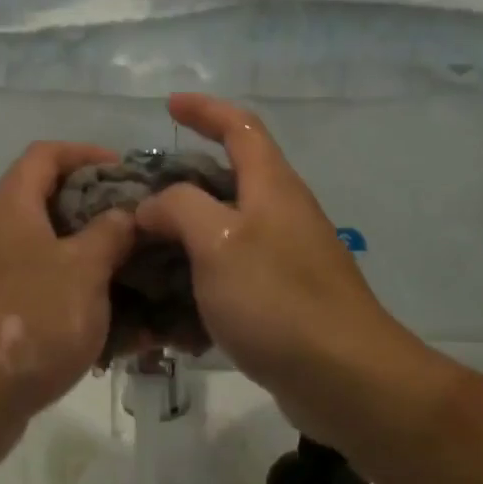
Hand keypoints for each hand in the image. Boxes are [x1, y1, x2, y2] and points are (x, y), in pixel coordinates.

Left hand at [0, 142, 135, 469]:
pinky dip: (71, 303)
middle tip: (138, 232)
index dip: (87, 154)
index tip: (126, 173)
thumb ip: (111, 233)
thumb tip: (124, 213)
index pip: (46, 154)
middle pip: (46, 205)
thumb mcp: (84, 270)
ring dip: (89, 266)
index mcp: (9, 206)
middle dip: (96, 216)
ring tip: (134, 283)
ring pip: (46, 257)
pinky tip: (112, 331)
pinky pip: (37, 297)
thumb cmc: (29, 318)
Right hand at [135, 94, 433, 440]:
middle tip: (137, 200)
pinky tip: (172, 313)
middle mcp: (282, 214)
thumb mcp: (217, 241)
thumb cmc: (278, 299)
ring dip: (183, 239)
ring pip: (224, 232)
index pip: (240, 125)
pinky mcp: (282, 299)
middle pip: (229, 180)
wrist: (344, 377)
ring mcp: (285, 258)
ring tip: (142, 257)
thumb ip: (179, 208)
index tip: (168, 106)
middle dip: (181, 183)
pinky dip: (200, 283)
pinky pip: (230, 277)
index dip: (205, 110)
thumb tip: (152, 206)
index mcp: (271, 186)